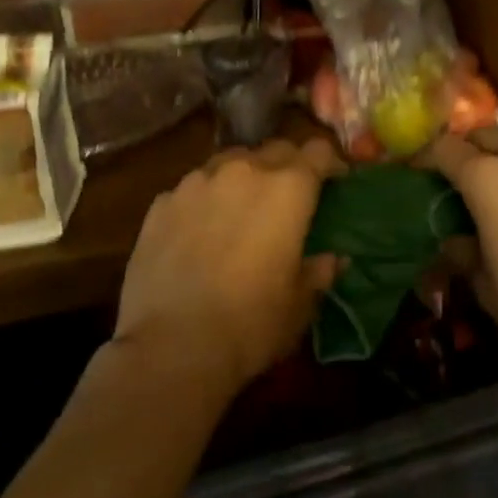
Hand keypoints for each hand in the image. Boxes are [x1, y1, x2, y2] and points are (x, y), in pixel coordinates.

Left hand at [115, 138, 343, 392]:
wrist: (171, 348)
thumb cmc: (251, 324)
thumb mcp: (299, 304)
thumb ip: (319, 272)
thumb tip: (334, 260)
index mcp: (288, 189)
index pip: (318, 151)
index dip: (330, 163)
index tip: (336, 180)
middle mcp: (244, 171)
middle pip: (275, 149)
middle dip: (288, 165)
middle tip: (289, 196)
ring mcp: (197, 183)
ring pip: (229, 162)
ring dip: (243, 177)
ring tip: (240, 208)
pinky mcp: (161, 204)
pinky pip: (192, 189)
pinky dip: (204, 200)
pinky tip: (198, 231)